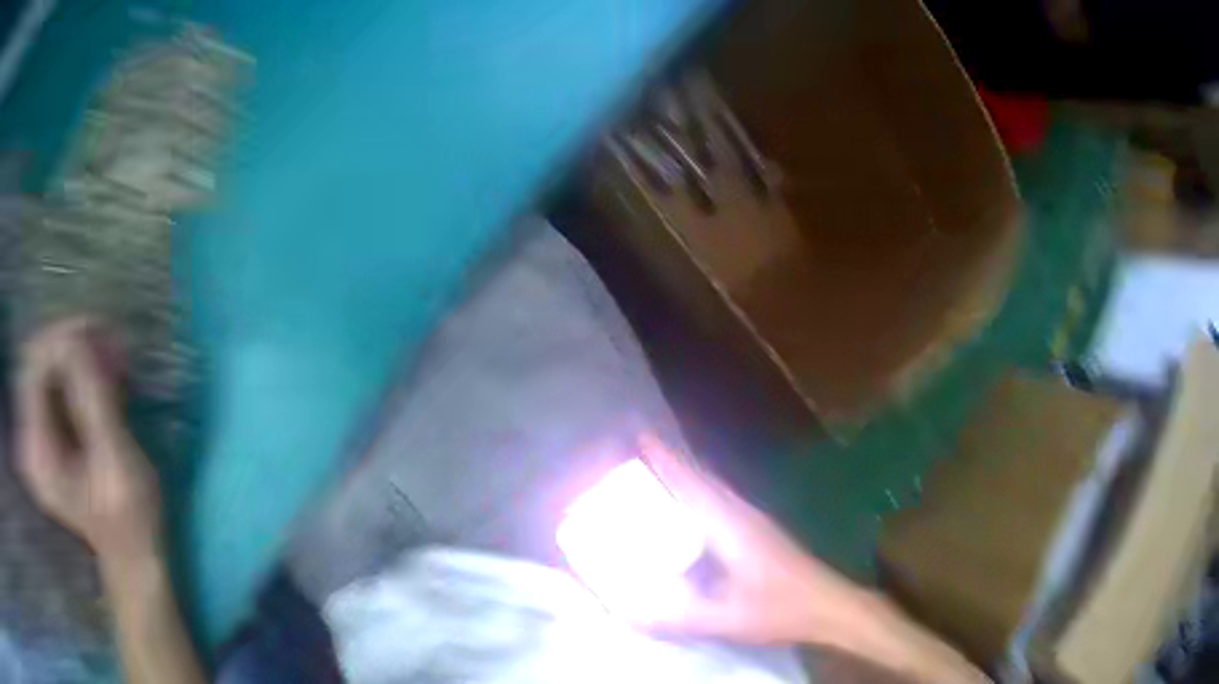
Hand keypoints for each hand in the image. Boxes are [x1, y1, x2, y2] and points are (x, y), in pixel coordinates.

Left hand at [16, 319, 161, 570]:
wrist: (132, 558)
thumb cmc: (131, 520)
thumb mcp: (116, 461)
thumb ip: (92, 399)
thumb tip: (75, 337)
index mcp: (38, 450)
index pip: (34, 365)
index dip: (62, 338)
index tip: (99, 333)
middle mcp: (29, 437)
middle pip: (39, 362)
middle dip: (74, 346)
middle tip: (112, 348)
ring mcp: (36, 437)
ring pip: (48, 370)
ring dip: (79, 358)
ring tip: (114, 364)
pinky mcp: (47, 436)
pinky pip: (55, 386)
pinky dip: (79, 375)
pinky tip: (105, 381)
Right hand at [636, 434, 874, 645]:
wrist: (830, 607)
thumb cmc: (781, 610)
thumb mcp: (726, 620)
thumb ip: (676, 617)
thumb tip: (625, 611)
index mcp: (731, 527)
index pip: (692, 484)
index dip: (665, 459)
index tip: (640, 434)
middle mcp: (743, 515)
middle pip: (703, 479)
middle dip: (671, 462)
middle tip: (636, 454)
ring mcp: (755, 523)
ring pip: (714, 490)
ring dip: (686, 477)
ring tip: (655, 476)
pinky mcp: (760, 535)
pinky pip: (721, 503)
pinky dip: (700, 496)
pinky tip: (690, 515)